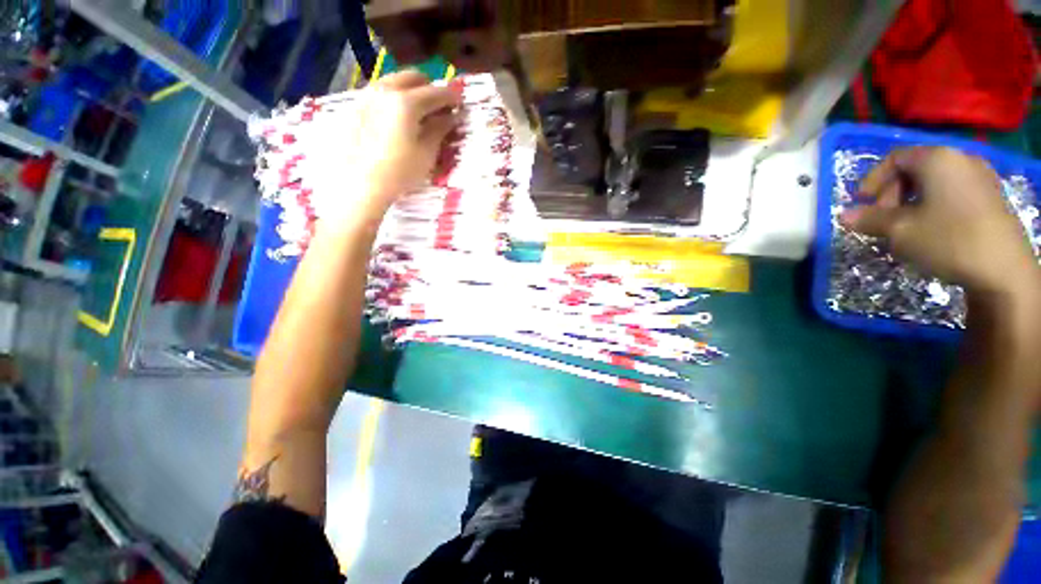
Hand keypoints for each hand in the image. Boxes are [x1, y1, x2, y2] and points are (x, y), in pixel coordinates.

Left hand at [308, 71, 461, 226]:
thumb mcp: (427, 153)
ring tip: (419, 111)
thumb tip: (451, 116)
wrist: (361, 184)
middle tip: (439, 106)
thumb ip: (440, 129)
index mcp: (407, 102)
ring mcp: (367, 96)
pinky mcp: (356, 107)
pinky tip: (397, 118)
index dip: (451, 97)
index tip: (460, 103)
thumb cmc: (400, 172)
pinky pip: (379, 92)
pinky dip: (394, 98)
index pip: (436, 92)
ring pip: (394, 81)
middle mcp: (386, 90)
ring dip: (410, 90)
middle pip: (413, 77)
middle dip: (430, 87)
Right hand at [841, 147, 1037, 295]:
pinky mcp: (991, 198)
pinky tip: (931, 229)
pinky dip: (934, 206)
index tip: (861, 203)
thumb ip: (869, 219)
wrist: (1004, 271)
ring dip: (912, 202)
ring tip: (905, 227)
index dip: (873, 179)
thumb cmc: (948, 240)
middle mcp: (960, 160)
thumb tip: (843, 215)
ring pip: (934, 182)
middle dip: (892, 193)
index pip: (895, 158)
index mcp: (937, 159)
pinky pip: (952, 192)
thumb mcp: (900, 231)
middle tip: (883, 219)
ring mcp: (980, 178)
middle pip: (915, 168)